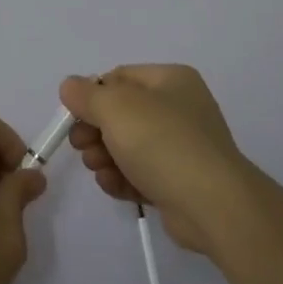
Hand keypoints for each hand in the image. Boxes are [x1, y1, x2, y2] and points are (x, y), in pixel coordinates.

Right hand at [60, 64, 255, 254]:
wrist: (212, 206)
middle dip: (95, 130)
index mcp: (171, 80)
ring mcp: (182, 147)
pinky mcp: (179, 182)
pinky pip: (141, 173)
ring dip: (105, 157)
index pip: (120, 77)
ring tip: (98, 169)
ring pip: (128, 146)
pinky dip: (123, 178)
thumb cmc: (162, 143)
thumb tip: (70, 86)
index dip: (92, 95)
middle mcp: (179, 108)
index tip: (74, 117)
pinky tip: (112, 185)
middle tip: (81, 146)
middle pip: (121, 113)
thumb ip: (86, 94)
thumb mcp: (116, 108)